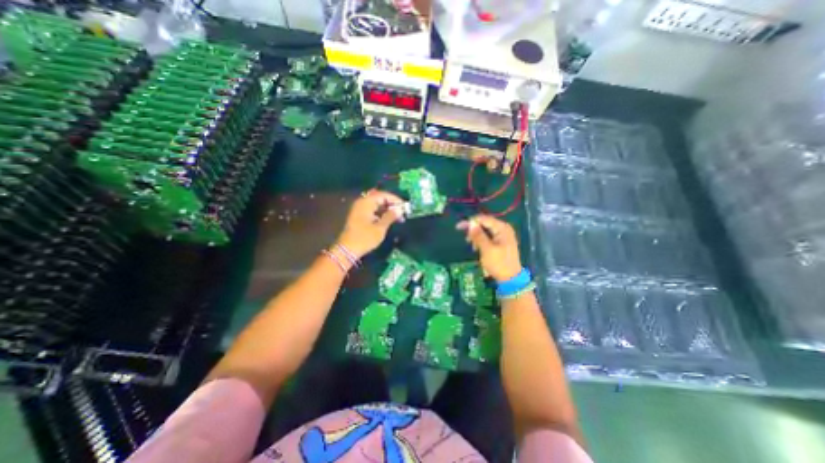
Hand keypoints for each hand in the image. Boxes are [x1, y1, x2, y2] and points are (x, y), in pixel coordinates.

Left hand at [337, 189, 404, 258]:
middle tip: (402, 211)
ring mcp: (359, 209)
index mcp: (366, 202)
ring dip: (387, 209)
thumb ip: (390, 216)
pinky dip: (381, 213)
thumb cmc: (365, 238)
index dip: (395, 200)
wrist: (347, 250)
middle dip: (392, 204)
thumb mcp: (380, 228)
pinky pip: (372, 210)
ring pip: (376, 204)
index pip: (383, 195)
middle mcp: (362, 203)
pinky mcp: (359, 216)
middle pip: (379, 198)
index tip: (405, 206)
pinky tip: (389, 220)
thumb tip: (400, 210)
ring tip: (398, 217)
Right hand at [457, 213, 521, 282]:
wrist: (510, 279)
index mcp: (502, 228)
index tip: (458, 227)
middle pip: (484, 223)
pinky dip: (481, 240)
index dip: (470, 222)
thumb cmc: (499, 263)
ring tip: (473, 247)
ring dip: (477, 236)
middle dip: (474, 230)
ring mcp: (503, 235)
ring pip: (485, 230)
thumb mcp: (487, 249)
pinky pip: (488, 236)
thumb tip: (470, 223)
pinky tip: (477, 248)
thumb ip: (478, 235)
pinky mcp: (501, 241)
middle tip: (466, 240)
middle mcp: (503, 228)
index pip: (483, 219)